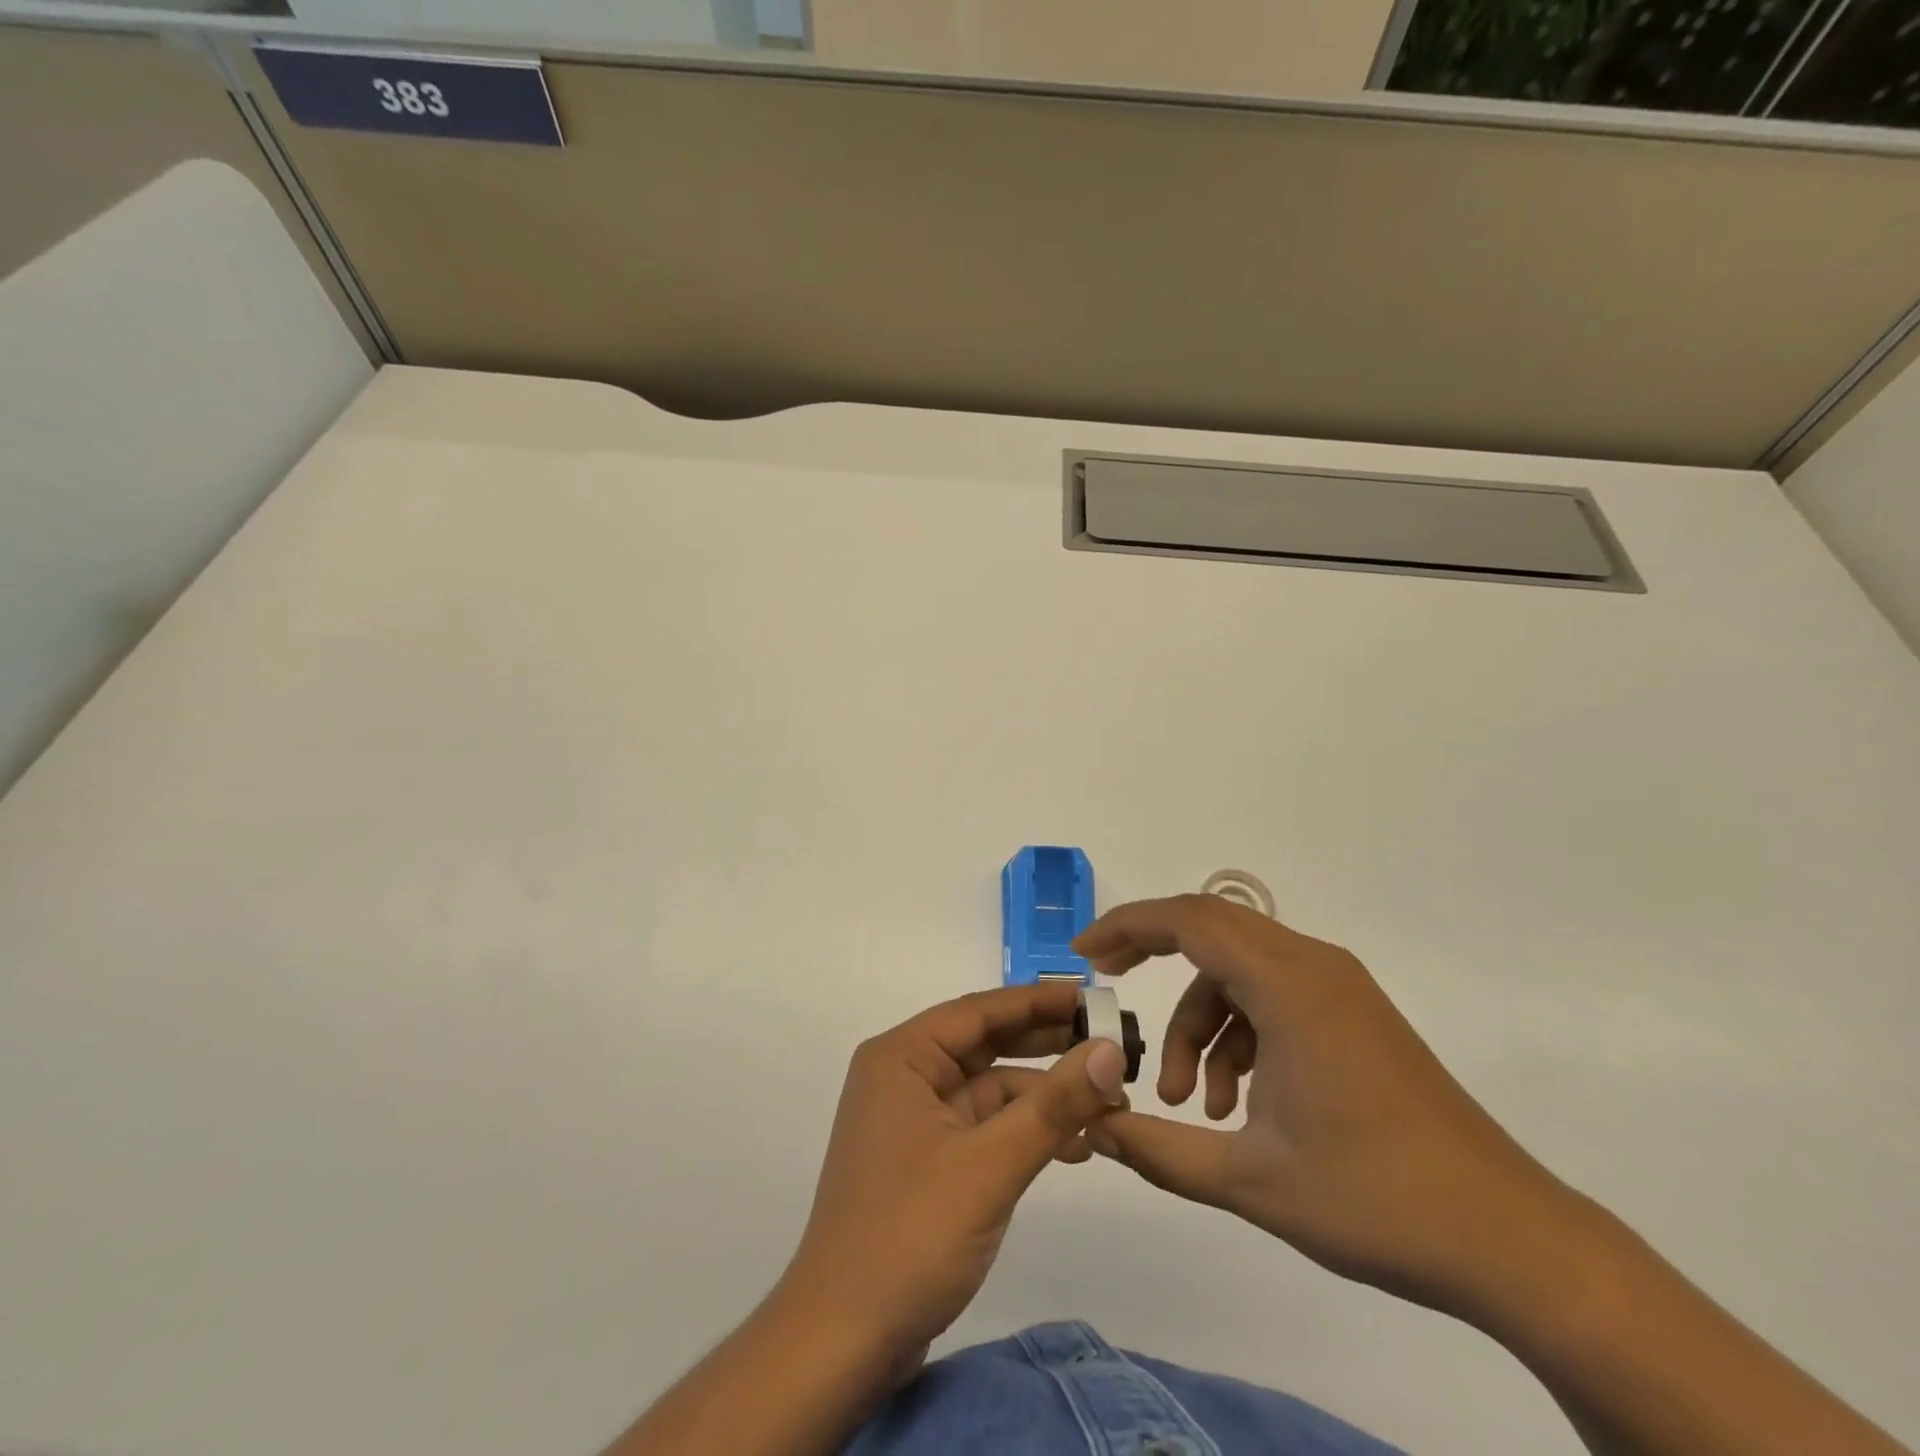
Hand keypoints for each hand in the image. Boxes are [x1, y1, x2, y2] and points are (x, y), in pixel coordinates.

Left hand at [776, 983, 1128, 1362]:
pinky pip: (984, 1126)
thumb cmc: (909, 1236)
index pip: (979, 1011)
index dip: (1040, 1000)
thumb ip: (1053, 1106)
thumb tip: (1111, 1051)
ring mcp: (915, 1120)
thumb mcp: (990, 1165)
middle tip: (1113, 1044)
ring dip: (1044, 1095)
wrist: (841, 1344)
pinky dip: (1025, 1131)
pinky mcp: (927, 1160)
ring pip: (990, 1088)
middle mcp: (904, 1076)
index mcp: (902, 1057)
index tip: (1096, 998)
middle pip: (986, 1044)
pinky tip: (1074, 1145)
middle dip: (1047, 1045)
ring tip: (1108, 1100)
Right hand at [1076, 894, 1589, 1321]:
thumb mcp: (1247, 1180)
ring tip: (1192, 1105)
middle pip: (1211, 929)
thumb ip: (1155, 1149)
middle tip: (1109, 988)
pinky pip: (1272, 996)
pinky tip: (1238, 1104)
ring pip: (1239, 972)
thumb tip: (1090, 1126)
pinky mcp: (1353, 1015)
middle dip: (1152, 955)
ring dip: (1201, 1023)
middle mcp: (1314, 967)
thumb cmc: (1375, 1201)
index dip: (1127, 927)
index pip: (1189, 920)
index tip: (1084, 956)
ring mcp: (1339, 988)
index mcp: (1289, 986)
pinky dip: (1239, 1033)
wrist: (1511, 1242)